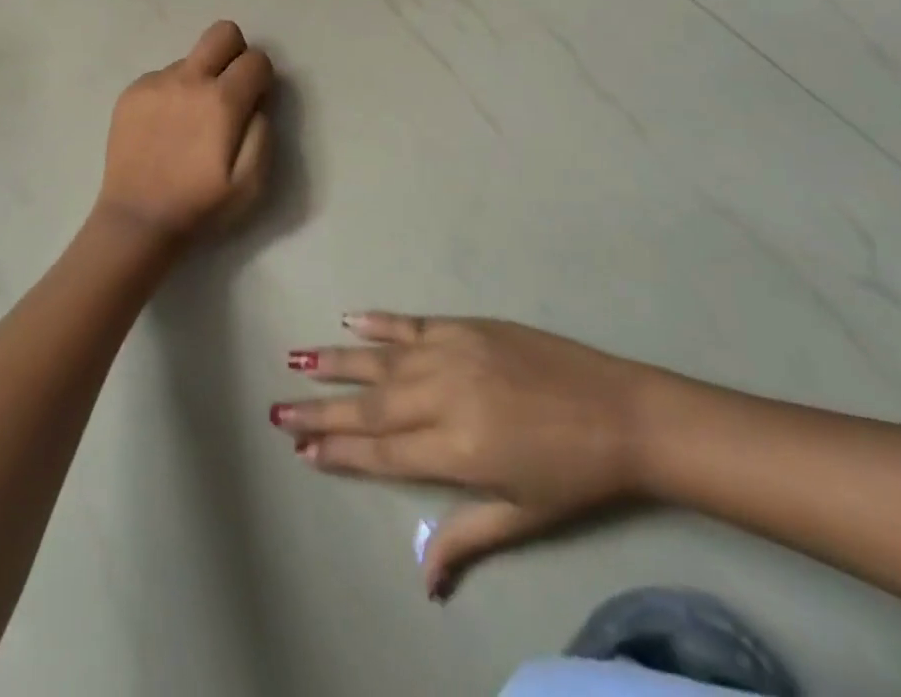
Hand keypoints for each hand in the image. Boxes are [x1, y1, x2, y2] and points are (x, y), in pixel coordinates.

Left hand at [95, 21, 274, 243]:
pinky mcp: (131, 92)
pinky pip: (163, 76)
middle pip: (222, 32)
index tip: (253, 102)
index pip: (256, 59)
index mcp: (222, 101)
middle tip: (229, 90)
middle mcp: (188, 80)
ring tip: (189, 122)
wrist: (137, 219)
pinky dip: (172, 92)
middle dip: (235, 53)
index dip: (262, 79)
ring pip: (191, 59)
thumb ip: (263, 131)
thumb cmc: (201, 205)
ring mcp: (155, 82)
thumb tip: (257, 101)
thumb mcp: (253, 182)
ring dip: (200, 79)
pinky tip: (165, 127)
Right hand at [271, 314, 660, 598]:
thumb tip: (423, 580)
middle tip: (278, 410)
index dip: (339, 452)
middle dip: (321, 410)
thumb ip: (467, 537)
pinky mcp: (465, 327)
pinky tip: (349, 320)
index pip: (382, 453)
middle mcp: (443, 397)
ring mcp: (451, 354)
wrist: (622, 413)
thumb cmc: (574, 477)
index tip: (301, 449)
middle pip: (370, 407)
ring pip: (380, 360)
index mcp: (457, 450)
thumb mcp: (522, 515)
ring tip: (297, 361)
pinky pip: (410, 323)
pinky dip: (377, 323)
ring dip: (336, 362)